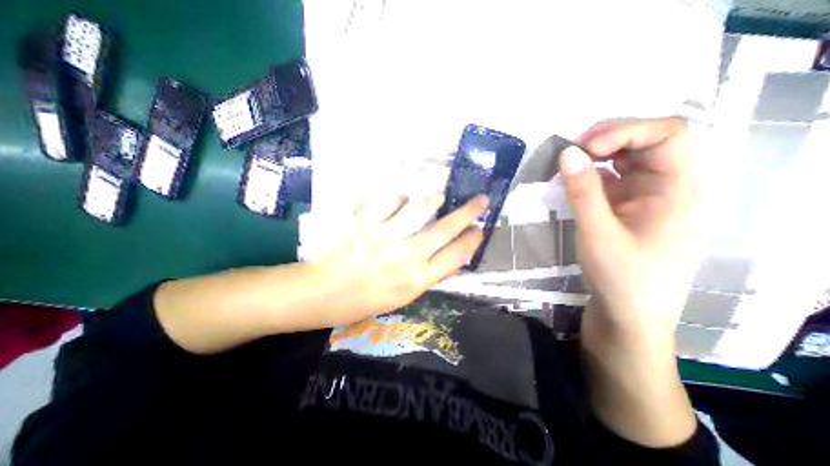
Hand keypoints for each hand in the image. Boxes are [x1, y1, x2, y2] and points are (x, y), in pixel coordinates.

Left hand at [310, 194, 487, 325]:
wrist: (323, 292)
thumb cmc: (365, 300)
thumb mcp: (403, 297)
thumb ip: (428, 275)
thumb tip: (452, 257)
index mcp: (417, 280)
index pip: (456, 256)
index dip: (472, 240)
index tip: (480, 229)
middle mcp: (407, 256)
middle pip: (446, 229)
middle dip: (468, 212)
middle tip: (482, 200)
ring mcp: (386, 237)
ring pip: (421, 209)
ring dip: (435, 199)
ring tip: (440, 196)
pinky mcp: (368, 223)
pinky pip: (392, 201)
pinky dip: (401, 198)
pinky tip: (403, 200)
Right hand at [557, 118, 698, 339]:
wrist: (627, 312)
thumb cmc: (621, 276)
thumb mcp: (597, 233)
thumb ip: (583, 191)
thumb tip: (566, 153)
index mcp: (679, 190)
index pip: (667, 135)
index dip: (625, 132)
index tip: (583, 147)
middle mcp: (670, 186)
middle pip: (648, 142)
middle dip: (608, 139)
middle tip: (571, 151)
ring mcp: (648, 196)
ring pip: (628, 159)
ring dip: (598, 156)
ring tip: (569, 164)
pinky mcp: (629, 206)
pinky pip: (613, 179)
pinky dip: (592, 174)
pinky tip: (574, 181)